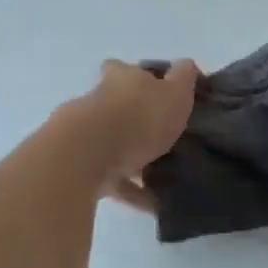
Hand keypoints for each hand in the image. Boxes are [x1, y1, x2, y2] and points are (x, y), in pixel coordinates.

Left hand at [80, 60, 198, 211]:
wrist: (88, 155)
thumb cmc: (138, 116)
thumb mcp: (174, 92)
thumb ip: (183, 78)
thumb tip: (187, 65)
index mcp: (120, 78)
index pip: (124, 69)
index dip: (139, 78)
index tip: (157, 91)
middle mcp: (98, 100)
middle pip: (115, 106)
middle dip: (134, 120)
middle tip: (162, 136)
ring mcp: (85, 134)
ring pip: (112, 143)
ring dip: (132, 157)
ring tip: (162, 175)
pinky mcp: (80, 166)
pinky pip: (112, 178)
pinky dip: (132, 189)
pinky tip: (152, 202)